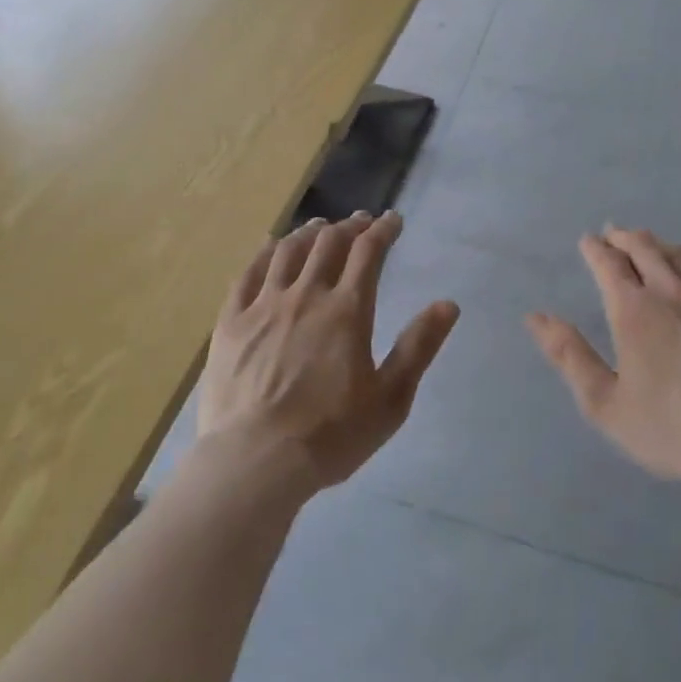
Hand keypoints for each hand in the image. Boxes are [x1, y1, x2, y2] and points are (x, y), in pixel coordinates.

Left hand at [199, 211, 458, 490]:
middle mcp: (306, 295)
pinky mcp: (231, 321)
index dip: (383, 231)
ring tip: (320, 227)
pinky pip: (248, 273)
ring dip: (309, 232)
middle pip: (328, 244)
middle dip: (349, 226)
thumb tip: (448, 304)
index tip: (393, 220)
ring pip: (288, 251)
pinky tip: (272, 246)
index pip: (368, 253)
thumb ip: (419, 347)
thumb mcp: (390, 399)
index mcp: (347, 310)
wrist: (255, 461)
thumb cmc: (331, 434)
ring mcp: (264, 305)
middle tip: (360, 222)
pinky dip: (265, 252)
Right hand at [526, 227, 680, 493]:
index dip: (595, 248)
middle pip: (644, 248)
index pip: (608, 263)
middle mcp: (671, 291)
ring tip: (647, 243)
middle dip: (623, 237)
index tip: (587, 241)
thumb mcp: (605, 402)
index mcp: (633, 309)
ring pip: (679, 256)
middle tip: (613, 233)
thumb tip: (535, 317)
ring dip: (657, 244)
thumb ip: (569, 355)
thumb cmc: (671, 427)